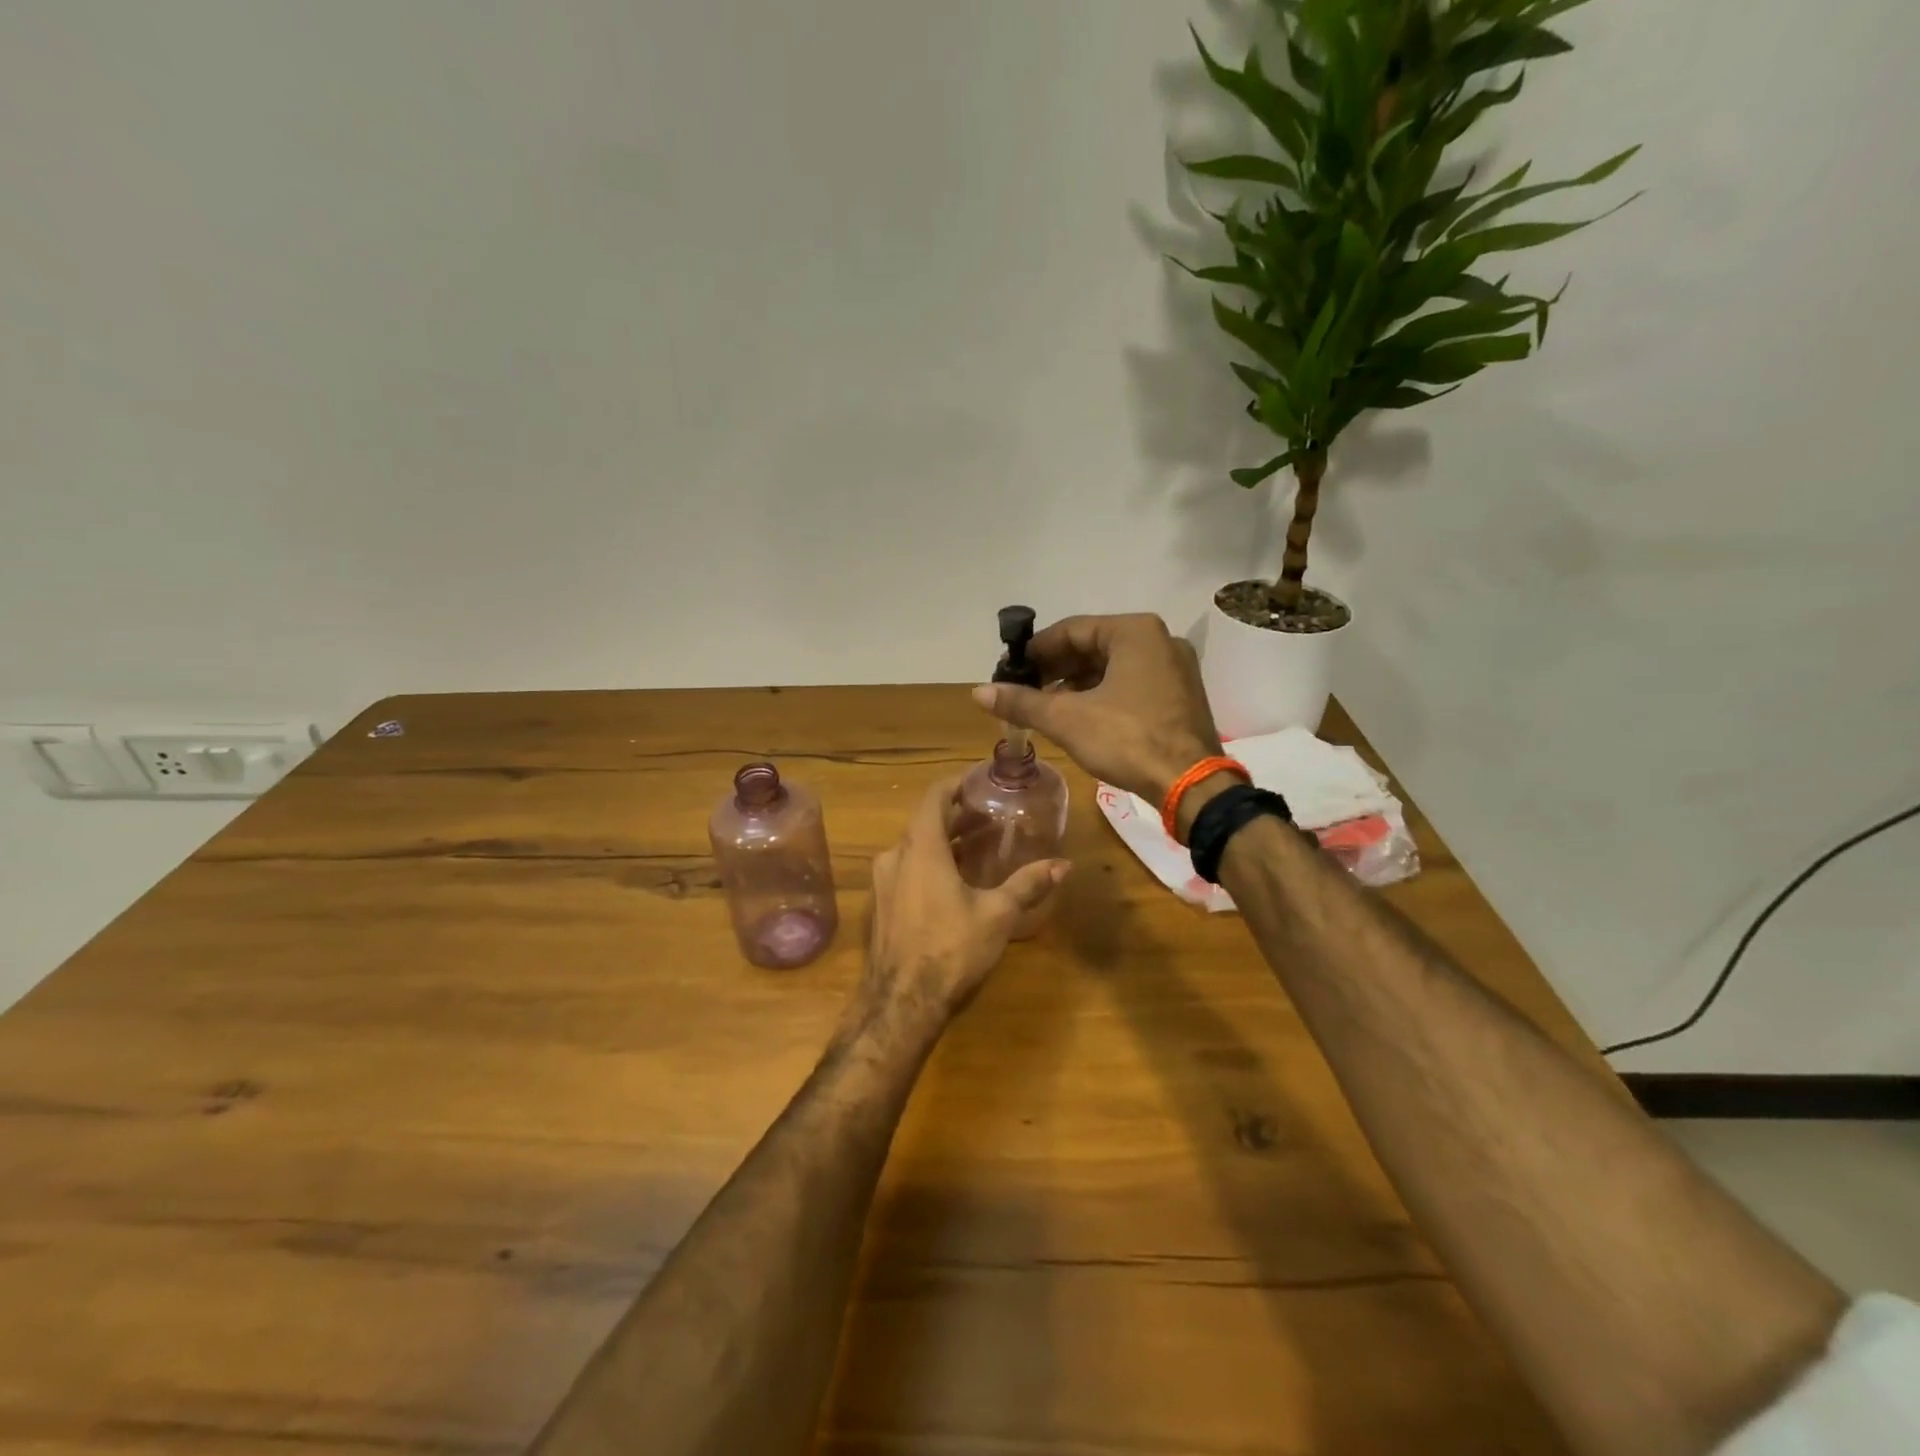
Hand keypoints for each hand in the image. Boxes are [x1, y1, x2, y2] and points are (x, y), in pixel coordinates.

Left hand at [850, 776, 1068, 1048]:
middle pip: (924, 823)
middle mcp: (895, 857)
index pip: (933, 797)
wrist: (901, 1003)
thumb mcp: (996, 914)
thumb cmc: (950, 948)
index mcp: (921, 848)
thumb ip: (1027, 884)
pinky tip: (953, 882)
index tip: (978, 781)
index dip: (955, 784)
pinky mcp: (881, 906)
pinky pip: (906, 870)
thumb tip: (1064, 865)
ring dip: (944, 842)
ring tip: (977, 847)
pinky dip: (930, 864)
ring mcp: (883, 883)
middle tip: (988, 816)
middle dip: (956, 816)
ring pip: (914, 848)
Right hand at [971, 613, 1223, 803]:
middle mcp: (1159, 640)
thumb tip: (978, 692)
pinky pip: (1131, 683)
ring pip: (1112, 667)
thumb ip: (1022, 702)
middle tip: (1024, 690)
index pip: (1071, 630)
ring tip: (1045, 706)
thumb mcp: (1067, 719)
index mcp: (1134, 631)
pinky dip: (1102, 694)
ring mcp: (1174, 667)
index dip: (1035, 651)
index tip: (1010, 670)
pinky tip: (1079, 716)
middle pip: (1093, 647)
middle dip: (1055, 668)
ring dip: (1076, 684)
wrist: (1190, 785)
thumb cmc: (1127, 740)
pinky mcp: (1180, 695)